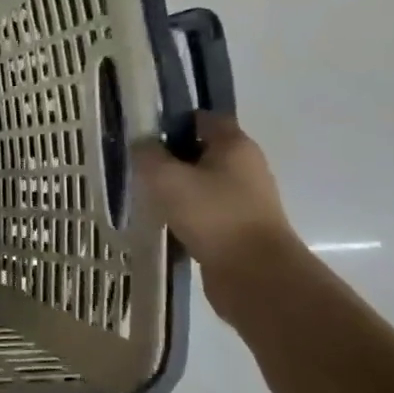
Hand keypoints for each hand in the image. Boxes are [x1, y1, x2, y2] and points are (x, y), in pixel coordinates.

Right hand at [134, 113, 302, 309]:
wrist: (254, 274)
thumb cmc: (211, 215)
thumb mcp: (166, 178)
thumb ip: (147, 155)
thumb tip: (141, 144)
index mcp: (234, 145)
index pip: (202, 118)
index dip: (172, 122)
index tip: (143, 136)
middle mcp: (246, 166)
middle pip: (202, 150)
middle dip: (170, 157)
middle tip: (138, 168)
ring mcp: (246, 199)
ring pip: (202, 182)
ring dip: (177, 188)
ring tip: (146, 198)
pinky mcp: (240, 227)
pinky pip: (206, 210)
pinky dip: (186, 213)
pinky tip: (164, 223)